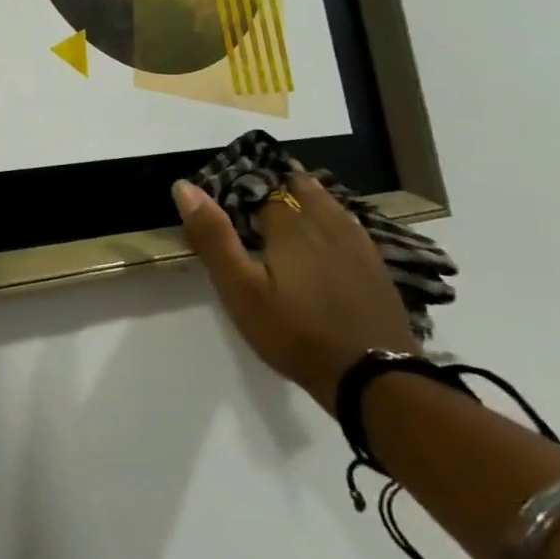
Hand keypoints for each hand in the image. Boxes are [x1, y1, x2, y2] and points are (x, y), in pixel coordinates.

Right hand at [173, 172, 419, 411]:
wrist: (373, 378)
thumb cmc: (294, 331)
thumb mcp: (240, 288)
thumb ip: (213, 236)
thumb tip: (184, 186)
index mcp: (291, 226)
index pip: (265, 185)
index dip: (245, 180)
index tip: (226, 179)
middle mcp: (327, 226)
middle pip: (304, 188)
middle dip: (280, 179)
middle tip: (256, 182)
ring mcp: (357, 246)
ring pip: (330, 204)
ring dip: (308, 193)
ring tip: (288, 195)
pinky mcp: (375, 268)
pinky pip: (350, 226)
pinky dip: (332, 216)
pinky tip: (328, 228)